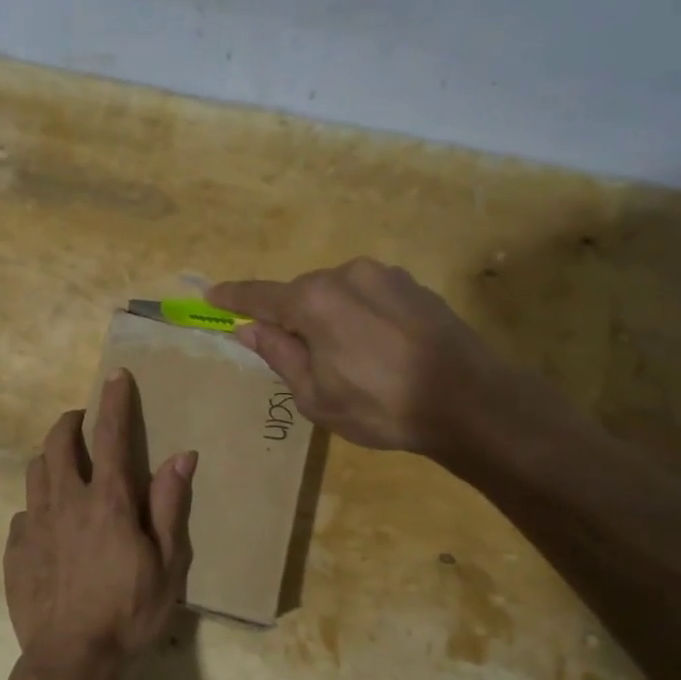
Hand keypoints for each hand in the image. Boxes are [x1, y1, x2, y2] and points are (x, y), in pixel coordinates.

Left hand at [4, 370, 194, 677]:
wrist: (71, 658)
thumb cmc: (128, 612)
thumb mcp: (167, 564)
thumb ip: (170, 506)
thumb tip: (182, 456)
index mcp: (107, 501)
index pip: (112, 435)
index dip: (114, 401)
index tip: (115, 376)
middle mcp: (66, 500)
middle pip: (59, 442)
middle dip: (70, 421)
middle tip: (82, 421)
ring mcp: (34, 523)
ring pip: (35, 470)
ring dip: (50, 457)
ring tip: (64, 465)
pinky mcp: (15, 548)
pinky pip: (23, 512)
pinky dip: (37, 506)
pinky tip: (47, 525)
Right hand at [209, 258, 530, 465]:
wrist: (470, 401)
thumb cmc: (381, 406)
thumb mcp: (316, 395)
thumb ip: (278, 354)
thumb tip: (247, 329)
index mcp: (314, 301)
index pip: (259, 295)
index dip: (232, 298)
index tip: (210, 296)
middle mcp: (346, 274)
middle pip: (300, 293)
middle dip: (290, 318)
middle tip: (295, 358)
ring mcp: (384, 275)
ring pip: (336, 292)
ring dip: (327, 317)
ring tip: (346, 360)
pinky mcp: (413, 285)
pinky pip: (367, 295)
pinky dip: (357, 314)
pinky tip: (376, 349)